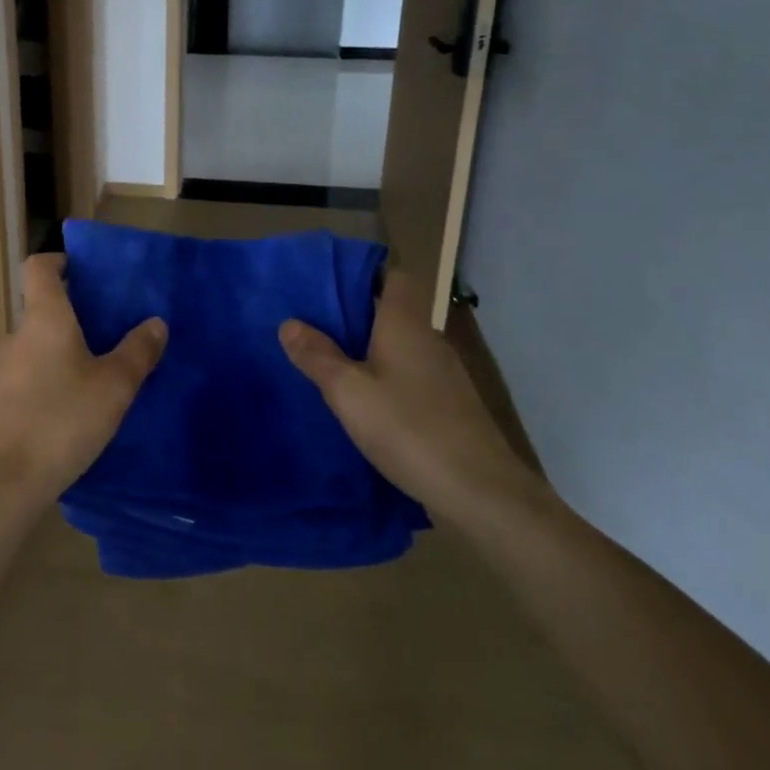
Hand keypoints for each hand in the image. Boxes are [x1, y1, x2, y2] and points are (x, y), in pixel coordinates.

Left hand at [0, 254, 166, 505]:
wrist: (3, 482)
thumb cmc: (62, 420)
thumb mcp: (114, 387)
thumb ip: (138, 351)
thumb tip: (156, 322)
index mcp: (44, 319)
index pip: (39, 267)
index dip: (59, 261)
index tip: (84, 271)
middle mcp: (17, 337)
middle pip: (41, 310)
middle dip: (71, 315)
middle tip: (107, 332)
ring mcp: (0, 371)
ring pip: (34, 348)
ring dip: (59, 352)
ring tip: (92, 376)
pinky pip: (25, 379)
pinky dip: (45, 382)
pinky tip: (67, 413)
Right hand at [279, 270, 541, 523]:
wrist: (480, 492)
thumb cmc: (408, 429)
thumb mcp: (348, 392)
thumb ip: (317, 356)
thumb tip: (289, 323)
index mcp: (406, 325)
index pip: (395, 278)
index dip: (366, 277)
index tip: (331, 289)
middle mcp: (429, 341)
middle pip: (394, 313)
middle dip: (357, 318)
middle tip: (317, 330)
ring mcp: (445, 376)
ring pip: (402, 348)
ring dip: (371, 353)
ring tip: (333, 367)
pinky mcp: (452, 407)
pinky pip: (412, 378)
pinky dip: (389, 381)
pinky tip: (367, 406)